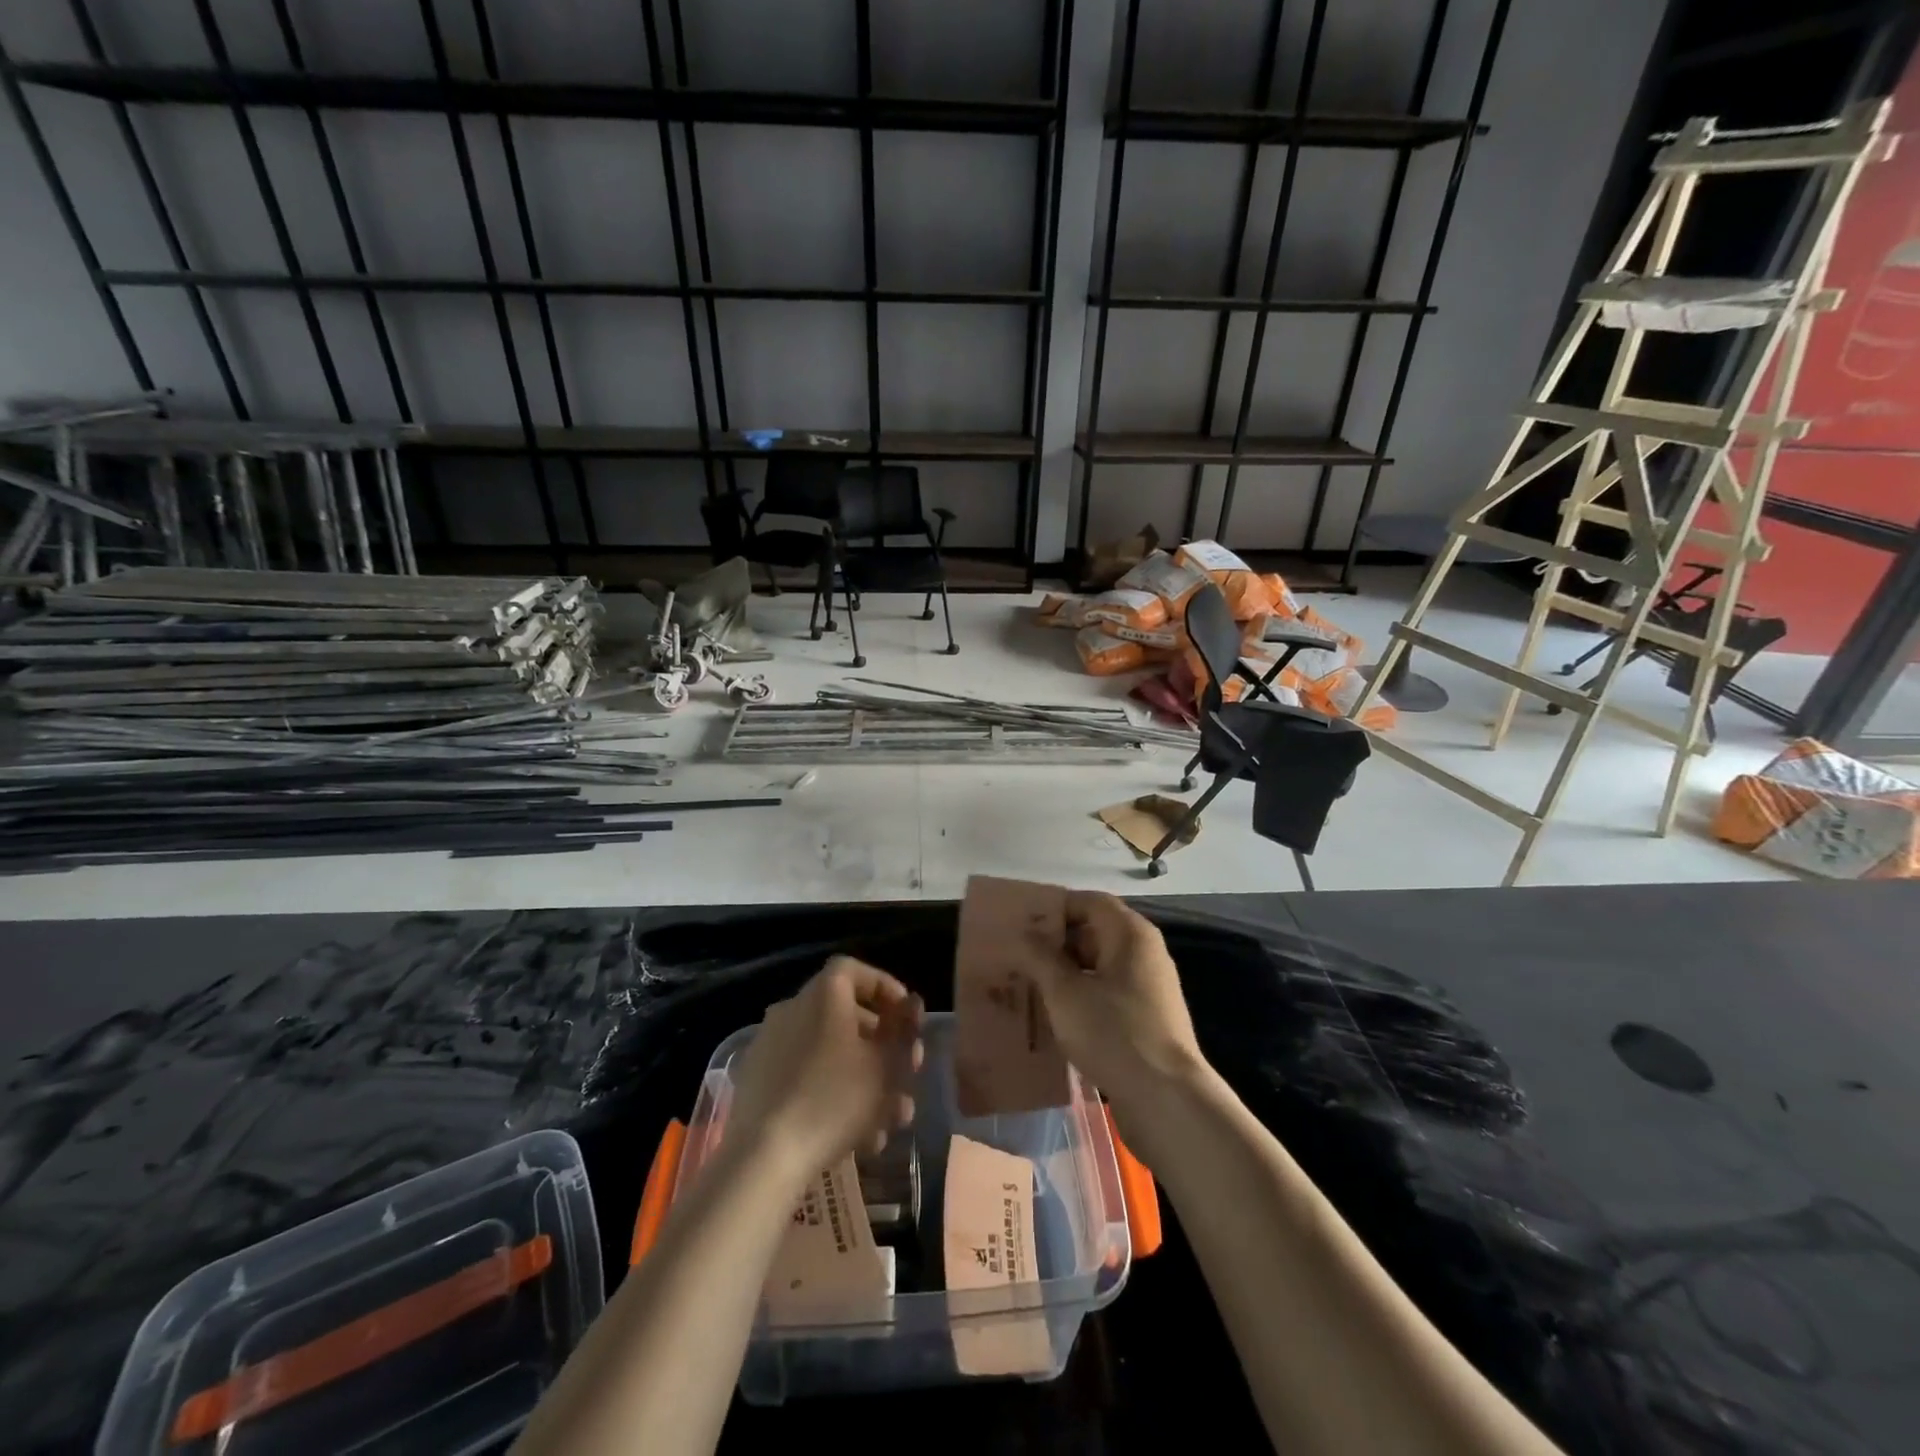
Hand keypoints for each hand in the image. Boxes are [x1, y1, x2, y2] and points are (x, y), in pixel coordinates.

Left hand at [726, 957, 923, 1186]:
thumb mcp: (885, 1064)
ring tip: (890, 1119)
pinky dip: (833, 1095)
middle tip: (906, 1071)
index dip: (885, 988)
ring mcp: (770, 1046)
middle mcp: (792, 1009)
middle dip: (881, 1044)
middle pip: (845, 1015)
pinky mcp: (757, 1082)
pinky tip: (858, 1137)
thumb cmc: (834, 1100)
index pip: (855, 970)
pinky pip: (806, 1076)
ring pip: (829, 1053)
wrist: (764, 1158)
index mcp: (822, 995)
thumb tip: (911, 1004)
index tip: (908, 1018)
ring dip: (864, 1078)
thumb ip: (903, 1030)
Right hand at [1013, 892, 1210, 1122]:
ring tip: (1028, 984)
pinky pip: (1107, 993)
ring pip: (1099, 966)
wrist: (1166, 1099)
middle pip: (1095, 932)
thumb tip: (1025, 933)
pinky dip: (1081, 996)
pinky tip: (1054, 1014)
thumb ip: (1041, 957)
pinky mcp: (1146, 1018)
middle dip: (1056, 942)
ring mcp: (1148, 987)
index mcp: (1130, 934)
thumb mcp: (1065, 992)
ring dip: (1065, 972)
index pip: (1089, 901)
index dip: (1055, 906)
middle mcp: (1144, 952)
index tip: (1021, 922)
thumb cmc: (1113, 1032)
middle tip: (1018, 954)